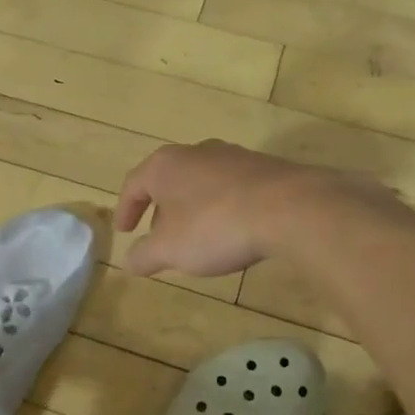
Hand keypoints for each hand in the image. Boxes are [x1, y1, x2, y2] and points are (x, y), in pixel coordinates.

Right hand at [115, 140, 368, 277]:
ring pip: (201, 182)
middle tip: (159, 236)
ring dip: (192, 208)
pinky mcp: (265, 168)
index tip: (124, 231)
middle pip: (168, 179)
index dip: (125, 209)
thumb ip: (144, 255)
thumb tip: (127, 262)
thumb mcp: (170, 249)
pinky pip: (232, 188)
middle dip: (160, 209)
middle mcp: (196, 152)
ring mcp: (233, 157)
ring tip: (196, 236)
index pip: (134, 184)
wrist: (290, 209)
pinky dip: (222, 207)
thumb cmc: (215, 226)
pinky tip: (232, 230)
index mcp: (165, 165)